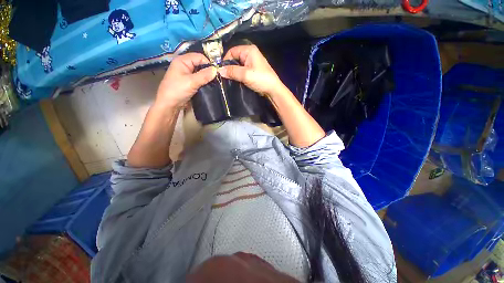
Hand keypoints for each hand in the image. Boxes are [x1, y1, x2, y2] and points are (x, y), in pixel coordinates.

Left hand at [156, 53, 216, 108]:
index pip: (199, 57)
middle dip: (208, 70)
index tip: (217, 72)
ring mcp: (187, 75)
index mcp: (182, 61)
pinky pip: (199, 79)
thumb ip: (204, 75)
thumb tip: (216, 70)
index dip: (208, 63)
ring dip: (207, 77)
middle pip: (200, 64)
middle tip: (217, 78)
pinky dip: (204, 82)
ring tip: (214, 83)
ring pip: (200, 73)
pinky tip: (209, 86)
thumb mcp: (192, 82)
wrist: (169, 105)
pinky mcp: (189, 83)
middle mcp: (185, 65)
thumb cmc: (177, 90)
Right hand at [218, 45, 286, 97]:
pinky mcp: (252, 70)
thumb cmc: (260, 79)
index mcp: (249, 50)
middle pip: (234, 58)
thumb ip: (232, 71)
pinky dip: (238, 75)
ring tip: (229, 80)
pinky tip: (235, 80)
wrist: (272, 89)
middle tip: (225, 77)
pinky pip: (242, 70)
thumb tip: (219, 70)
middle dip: (229, 67)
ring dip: (233, 72)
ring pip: (238, 65)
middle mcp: (250, 53)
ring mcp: (251, 62)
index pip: (231, 51)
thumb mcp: (245, 75)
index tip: (221, 71)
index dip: (225, 61)